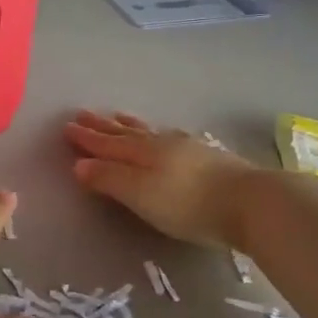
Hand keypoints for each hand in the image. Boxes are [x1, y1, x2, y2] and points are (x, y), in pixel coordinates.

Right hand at [65, 111, 259, 247]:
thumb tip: (78, 164)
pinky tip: (165, 135)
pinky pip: (171, 138)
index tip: (67, 127)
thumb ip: (109, 179)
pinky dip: (158, 133)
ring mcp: (188, 148)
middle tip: (84, 114)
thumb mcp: (139, 194)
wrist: (250, 202)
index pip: (107, 144)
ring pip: (150, 131)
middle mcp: (161, 143)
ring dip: (130, 125)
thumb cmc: (187, 203)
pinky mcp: (209, 158)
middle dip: (103, 126)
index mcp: (141, 152)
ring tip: (118, 116)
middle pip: (126, 133)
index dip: (87, 138)